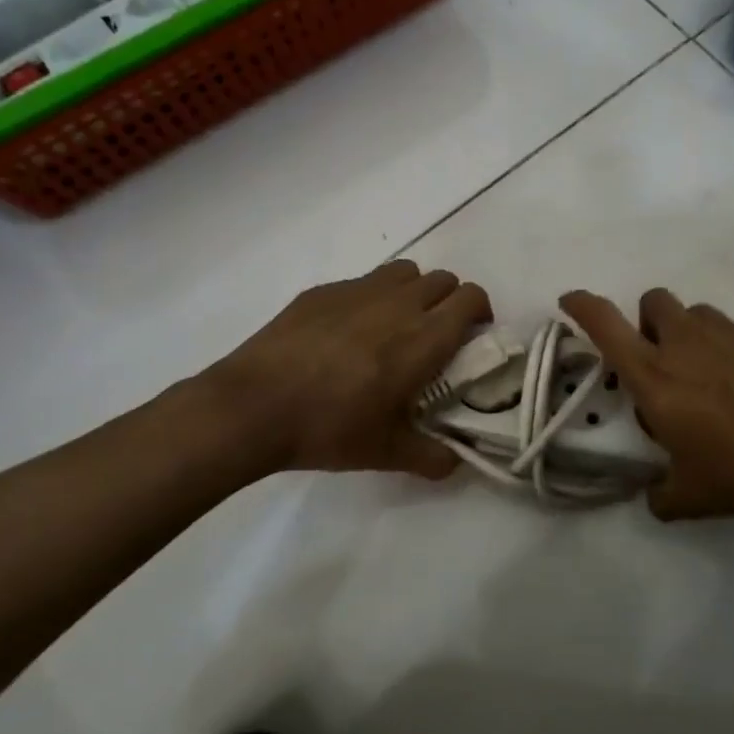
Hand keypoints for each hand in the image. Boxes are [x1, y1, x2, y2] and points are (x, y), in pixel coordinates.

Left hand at [194, 261, 491, 479]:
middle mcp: (398, 304)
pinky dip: (371, 297)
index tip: (473, 335)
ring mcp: (357, 291)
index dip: (480, 311)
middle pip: (443, 279)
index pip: (470, 298)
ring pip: (405, 272)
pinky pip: (362, 281)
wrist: (252, 407)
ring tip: (397, 324)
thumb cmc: (329, 428)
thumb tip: (456, 462)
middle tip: (437, 334)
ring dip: (414, 291)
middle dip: (450, 300)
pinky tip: (347, 331)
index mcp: (423, 338)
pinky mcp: (322, 291)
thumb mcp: (386, 453)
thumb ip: (432, 457)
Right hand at [561, 289, 733, 519]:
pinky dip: (730, 351)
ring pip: (694, 314)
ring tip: (707, 376)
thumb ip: (663, 497)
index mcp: (653, 375)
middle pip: (651, 301)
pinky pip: (733, 333)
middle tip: (660, 360)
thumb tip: (654, 498)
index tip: (571, 301)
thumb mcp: (695, 496)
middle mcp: (683, 341)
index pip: (604, 323)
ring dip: (689, 335)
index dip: (582, 305)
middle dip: (647, 322)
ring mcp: (726, 332)